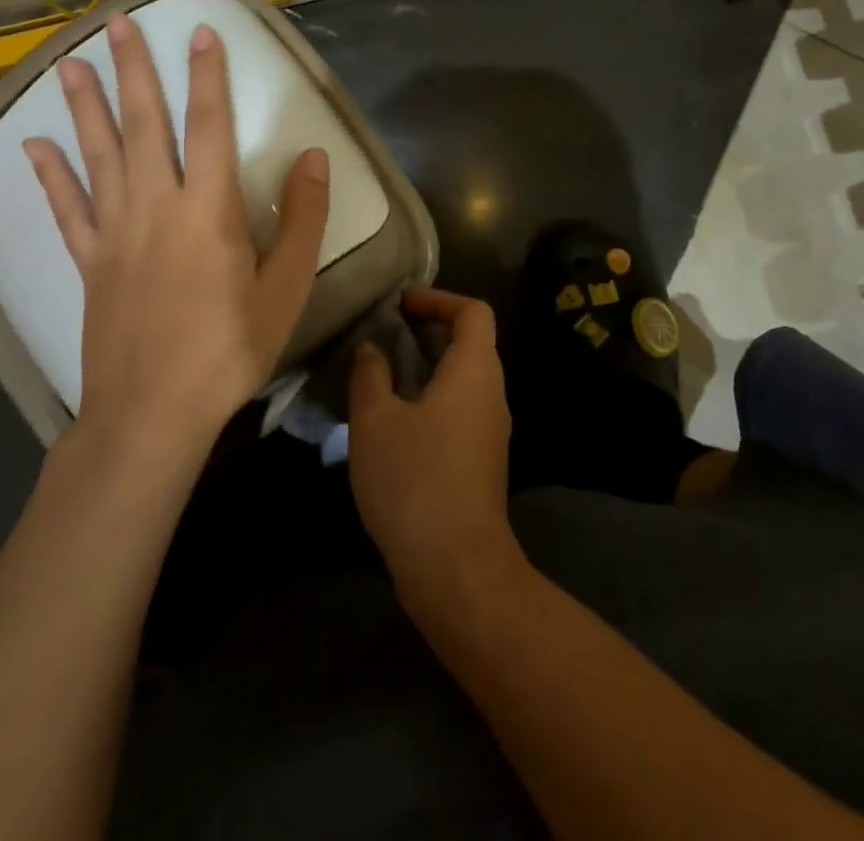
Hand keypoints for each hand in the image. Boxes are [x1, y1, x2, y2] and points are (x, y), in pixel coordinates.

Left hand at [24, 14, 330, 460]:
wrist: (152, 412)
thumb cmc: (230, 348)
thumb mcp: (286, 287)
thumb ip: (302, 219)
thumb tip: (312, 158)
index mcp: (208, 211)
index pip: (208, 126)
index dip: (207, 77)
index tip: (201, 33)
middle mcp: (155, 208)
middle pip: (143, 127)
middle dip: (133, 72)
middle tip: (116, 24)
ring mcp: (114, 234)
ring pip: (98, 156)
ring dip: (85, 107)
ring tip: (72, 63)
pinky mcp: (90, 263)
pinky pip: (67, 210)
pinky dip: (51, 176)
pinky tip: (34, 146)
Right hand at [348, 288, 518, 606]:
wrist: (456, 565)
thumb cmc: (415, 479)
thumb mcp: (375, 421)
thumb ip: (370, 375)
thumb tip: (372, 348)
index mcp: (476, 370)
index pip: (473, 311)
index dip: (439, 298)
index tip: (401, 304)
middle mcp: (493, 391)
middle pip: (472, 341)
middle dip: (430, 330)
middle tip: (386, 334)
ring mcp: (492, 428)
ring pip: (465, 377)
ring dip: (429, 365)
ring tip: (384, 373)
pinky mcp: (483, 458)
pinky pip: (462, 407)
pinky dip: (433, 396)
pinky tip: (396, 418)